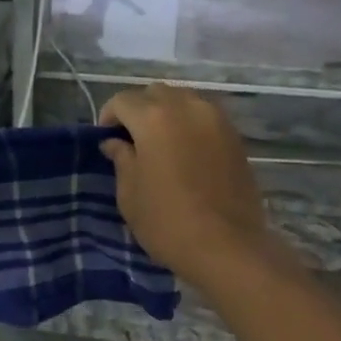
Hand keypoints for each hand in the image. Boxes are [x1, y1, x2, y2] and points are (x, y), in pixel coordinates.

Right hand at [99, 84, 276, 286]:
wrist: (227, 246)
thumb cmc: (167, 223)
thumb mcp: (130, 195)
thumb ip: (121, 160)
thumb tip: (115, 143)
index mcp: (154, 118)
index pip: (123, 101)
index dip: (108, 116)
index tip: (105, 140)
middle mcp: (187, 107)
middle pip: (155, 93)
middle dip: (139, 110)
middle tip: (131, 140)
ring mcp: (216, 120)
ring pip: (184, 100)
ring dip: (167, 114)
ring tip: (160, 145)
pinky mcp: (235, 136)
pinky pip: (205, 117)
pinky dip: (190, 125)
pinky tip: (185, 153)